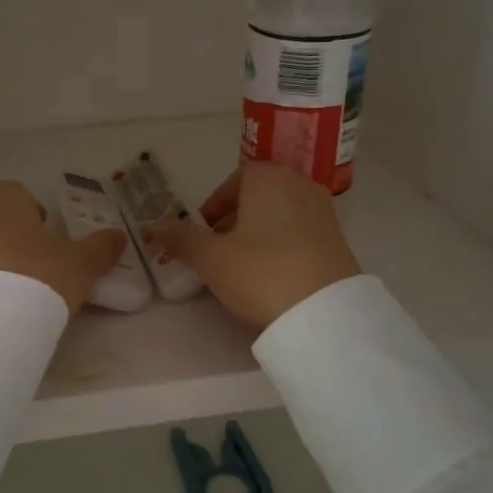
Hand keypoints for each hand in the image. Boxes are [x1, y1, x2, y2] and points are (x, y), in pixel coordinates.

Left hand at [0, 180, 126, 315]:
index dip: (39, 225)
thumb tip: (119, 237)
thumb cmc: (39, 274)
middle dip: (11, 241)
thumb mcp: (81, 263)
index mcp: (2, 195)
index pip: (23, 200)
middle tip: (33, 273)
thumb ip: (101, 247)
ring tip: (10, 295)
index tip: (51, 252)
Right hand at [145, 162, 360, 329]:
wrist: (325, 314)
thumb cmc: (260, 273)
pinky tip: (272, 276)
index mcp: (268, 177)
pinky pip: (300, 233)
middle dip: (235, 219)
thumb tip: (153, 226)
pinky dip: (282, 246)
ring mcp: (324, 212)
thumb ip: (180, 238)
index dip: (215, 204)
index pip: (235, 179)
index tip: (203, 231)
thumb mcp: (210, 258)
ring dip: (258, 233)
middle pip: (259, 196)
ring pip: (280, 214)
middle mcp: (299, 185)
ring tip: (243, 266)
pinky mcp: (339, 241)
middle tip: (218, 250)